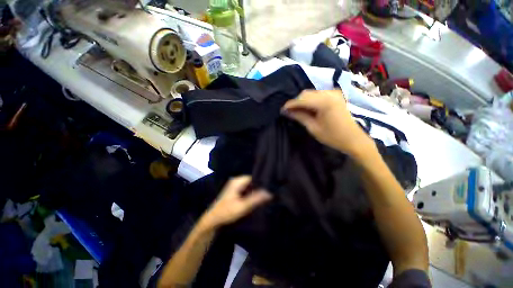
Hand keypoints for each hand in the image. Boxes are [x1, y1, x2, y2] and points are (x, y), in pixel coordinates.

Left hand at [200, 176, 271, 228]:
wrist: (213, 220)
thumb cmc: (226, 212)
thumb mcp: (242, 206)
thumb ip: (256, 199)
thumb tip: (269, 193)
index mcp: (237, 181)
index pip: (253, 177)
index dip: (261, 182)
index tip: (270, 188)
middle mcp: (236, 181)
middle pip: (251, 181)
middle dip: (259, 187)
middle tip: (268, 193)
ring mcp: (235, 186)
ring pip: (249, 186)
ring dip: (255, 191)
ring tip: (264, 196)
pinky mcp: (235, 191)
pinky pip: (246, 189)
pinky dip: (251, 193)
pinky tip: (256, 199)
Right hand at [282, 90, 373, 155]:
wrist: (353, 139)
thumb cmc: (333, 136)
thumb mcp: (313, 128)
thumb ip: (299, 116)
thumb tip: (286, 111)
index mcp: (324, 102)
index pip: (302, 99)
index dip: (290, 104)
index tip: (282, 109)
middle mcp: (329, 93)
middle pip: (306, 94)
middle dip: (296, 102)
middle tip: (288, 111)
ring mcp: (333, 93)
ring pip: (311, 94)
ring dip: (302, 101)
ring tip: (296, 111)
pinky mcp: (335, 96)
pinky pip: (318, 95)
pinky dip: (310, 100)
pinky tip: (306, 108)